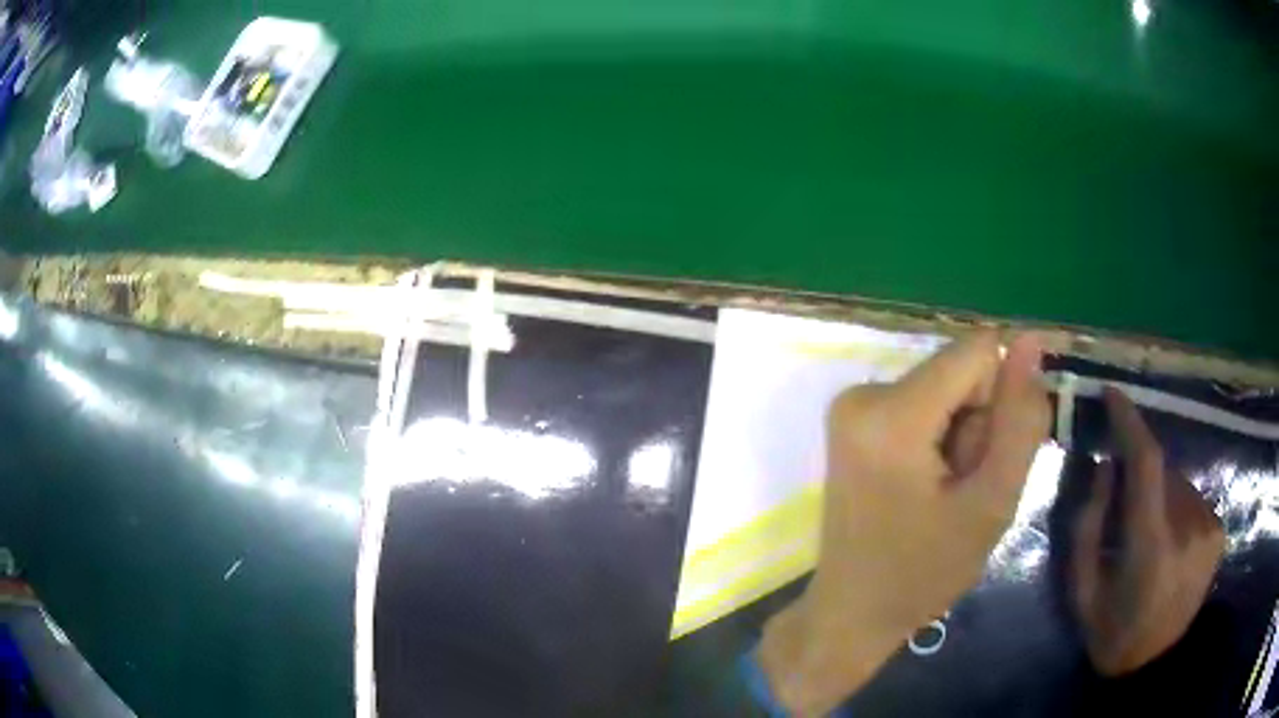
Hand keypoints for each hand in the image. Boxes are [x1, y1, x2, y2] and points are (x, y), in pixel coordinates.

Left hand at [758, 332, 1050, 714]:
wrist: (852, 612)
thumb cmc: (922, 573)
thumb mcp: (991, 503)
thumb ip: (1020, 420)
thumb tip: (1031, 341)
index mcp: (892, 414)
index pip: (978, 350)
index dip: (1003, 395)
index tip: (991, 453)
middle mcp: (863, 392)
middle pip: (959, 370)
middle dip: (978, 422)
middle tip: (961, 488)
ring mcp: (852, 404)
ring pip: (945, 388)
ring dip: (959, 435)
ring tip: (942, 493)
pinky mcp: (853, 418)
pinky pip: (921, 403)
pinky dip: (937, 438)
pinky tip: (924, 486)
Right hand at [1069, 388, 1224, 675]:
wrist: (1152, 666)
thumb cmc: (1112, 633)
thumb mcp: (1083, 591)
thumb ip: (1088, 526)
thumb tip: (1104, 466)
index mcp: (1151, 547)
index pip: (1146, 464)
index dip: (1130, 422)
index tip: (1113, 394)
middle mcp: (1188, 528)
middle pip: (1163, 473)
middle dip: (1141, 478)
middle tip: (1125, 507)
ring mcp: (1209, 528)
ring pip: (1179, 485)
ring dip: (1160, 496)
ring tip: (1148, 536)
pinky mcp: (1218, 532)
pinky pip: (1193, 500)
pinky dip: (1177, 509)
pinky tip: (1170, 544)